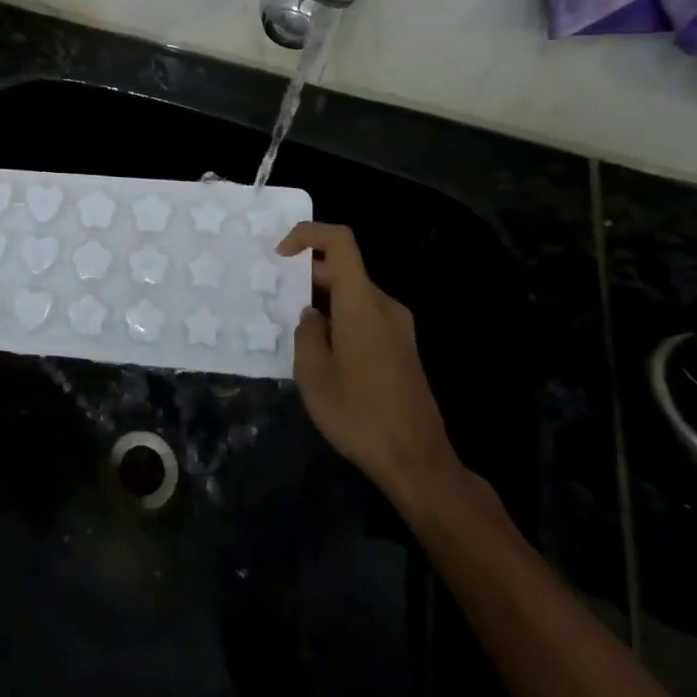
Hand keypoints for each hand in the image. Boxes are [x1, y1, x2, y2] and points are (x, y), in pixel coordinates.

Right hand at [278, 222, 463, 509]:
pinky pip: (366, 315)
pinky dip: (340, 318)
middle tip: (278, 301)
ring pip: (354, 294)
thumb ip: (307, 332)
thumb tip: (312, 315)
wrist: (417, 462)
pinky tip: (324, 353)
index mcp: (362, 303)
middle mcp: (385, 305)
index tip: (280, 257)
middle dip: (308, 275)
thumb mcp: (314, 374)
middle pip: (345, 268)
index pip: (340, 241)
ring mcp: (399, 327)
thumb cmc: (359, 415)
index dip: (308, 234)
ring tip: (296, 331)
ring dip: (323, 300)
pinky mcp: (403, 348)